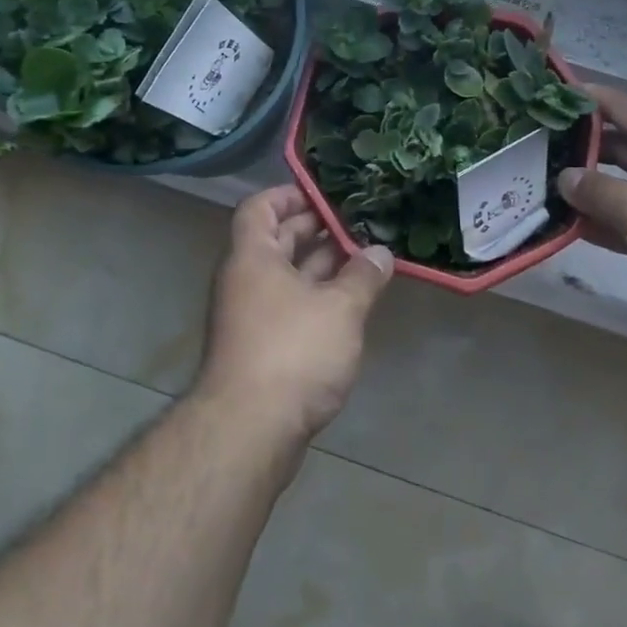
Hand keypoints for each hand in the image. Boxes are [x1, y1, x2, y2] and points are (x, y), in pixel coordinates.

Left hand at [197, 186, 394, 445]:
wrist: (249, 432)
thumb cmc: (293, 353)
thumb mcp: (340, 308)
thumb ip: (363, 276)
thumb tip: (380, 253)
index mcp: (253, 257)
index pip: (260, 207)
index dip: (290, 194)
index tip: (326, 195)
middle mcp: (245, 281)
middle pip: (276, 240)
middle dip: (315, 230)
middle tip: (357, 224)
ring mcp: (251, 316)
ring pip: (287, 277)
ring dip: (322, 266)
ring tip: (364, 258)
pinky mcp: (261, 349)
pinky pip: (290, 307)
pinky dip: (317, 298)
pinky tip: (351, 303)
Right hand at [556, 85, 626, 333]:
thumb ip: (598, 192)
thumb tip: (564, 178)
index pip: (621, 106)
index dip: (586, 99)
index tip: (551, 96)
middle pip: (622, 147)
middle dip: (582, 150)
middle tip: (537, 153)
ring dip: (595, 192)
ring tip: (550, 192)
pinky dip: (615, 223)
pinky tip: (582, 231)